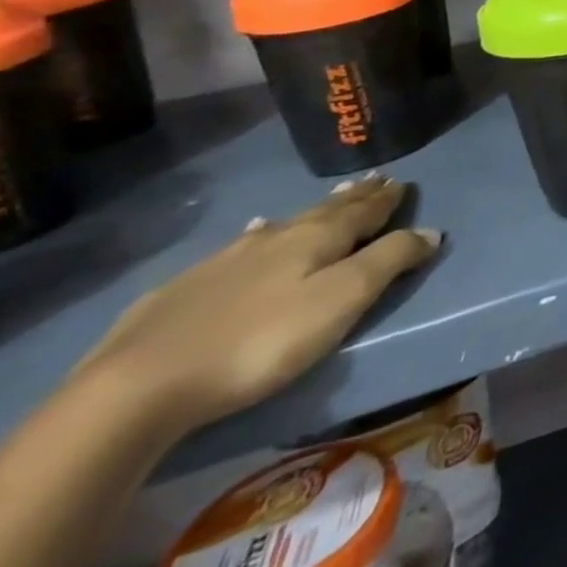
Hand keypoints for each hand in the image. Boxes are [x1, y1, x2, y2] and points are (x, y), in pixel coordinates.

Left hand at [74, 175, 439, 437]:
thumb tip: (431, 230)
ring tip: (326, 202)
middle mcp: (274, 238)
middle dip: (354, 197)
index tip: (402, 182)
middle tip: (373, 180)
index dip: (386, 199)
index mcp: (316, 239)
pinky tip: (249, 236)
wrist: (136, 387)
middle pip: (324, 212)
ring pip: (280, 226)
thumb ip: (389, 262)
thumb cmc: (261, 341)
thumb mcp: (341, 301)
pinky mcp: (181, 291)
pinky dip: (257, 237)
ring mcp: (223, 262)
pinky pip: (237, 248)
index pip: (363, 211)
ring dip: (309, 213)